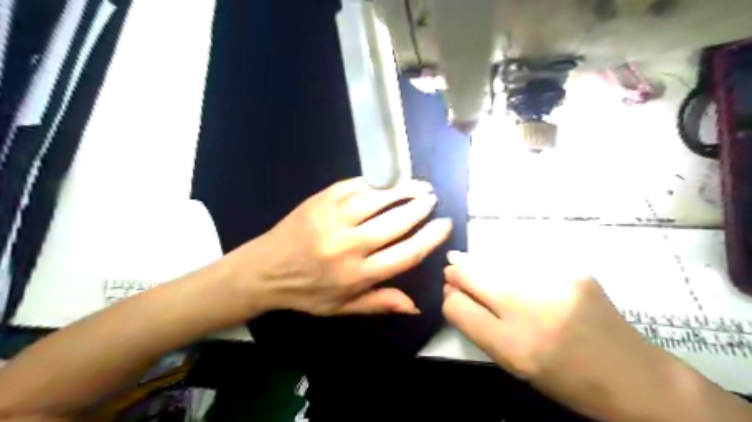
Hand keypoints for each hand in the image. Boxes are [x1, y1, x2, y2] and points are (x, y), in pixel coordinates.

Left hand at [228, 176, 451, 318]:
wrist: (264, 271)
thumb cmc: (307, 292)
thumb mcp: (342, 308)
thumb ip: (380, 303)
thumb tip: (416, 306)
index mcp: (358, 275)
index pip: (406, 253)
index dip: (430, 237)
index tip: (445, 225)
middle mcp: (349, 246)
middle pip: (396, 222)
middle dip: (420, 208)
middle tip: (433, 199)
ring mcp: (333, 219)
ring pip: (378, 199)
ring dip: (403, 190)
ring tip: (419, 185)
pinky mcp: (320, 201)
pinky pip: (354, 186)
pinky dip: (375, 182)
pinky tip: (387, 180)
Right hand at [442, 251, 665, 420]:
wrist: (634, 376)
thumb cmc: (565, 378)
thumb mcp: (514, 364)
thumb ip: (480, 328)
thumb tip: (454, 295)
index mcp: (513, 347)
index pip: (457, 307)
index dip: (449, 298)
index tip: (450, 293)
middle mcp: (530, 311)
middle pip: (472, 275)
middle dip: (457, 271)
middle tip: (453, 269)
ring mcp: (554, 284)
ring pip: (495, 261)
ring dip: (481, 264)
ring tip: (473, 262)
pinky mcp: (572, 270)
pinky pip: (523, 260)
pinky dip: (509, 265)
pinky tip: (513, 271)